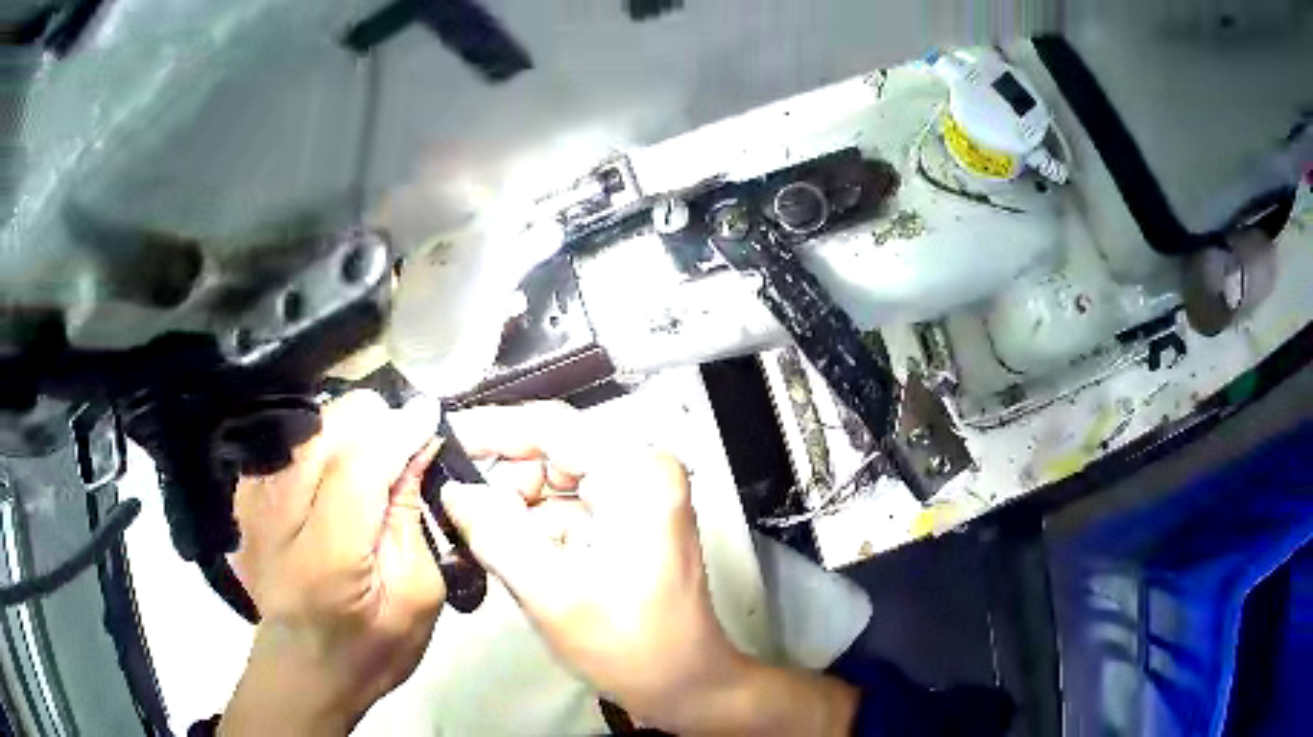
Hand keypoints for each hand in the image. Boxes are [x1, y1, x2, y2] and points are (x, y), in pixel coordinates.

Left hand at [220, 391, 446, 734]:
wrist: (304, 667)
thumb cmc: (372, 645)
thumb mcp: (416, 594)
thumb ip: (412, 516)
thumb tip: (418, 446)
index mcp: (328, 553)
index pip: (361, 463)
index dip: (398, 430)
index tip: (430, 411)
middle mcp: (278, 514)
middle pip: (328, 426)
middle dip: (373, 422)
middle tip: (401, 444)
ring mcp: (253, 499)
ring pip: (306, 422)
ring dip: (346, 430)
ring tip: (371, 456)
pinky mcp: (244, 495)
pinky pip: (287, 440)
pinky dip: (318, 443)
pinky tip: (334, 471)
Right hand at [443, 402, 857, 734]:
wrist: (686, 685)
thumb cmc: (629, 646)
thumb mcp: (552, 593)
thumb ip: (495, 534)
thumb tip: (453, 490)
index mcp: (637, 474)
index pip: (550, 426)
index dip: (489, 429)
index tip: (442, 440)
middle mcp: (643, 470)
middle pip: (551, 453)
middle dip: (502, 484)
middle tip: (458, 515)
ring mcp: (639, 495)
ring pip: (554, 482)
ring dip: (515, 511)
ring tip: (483, 544)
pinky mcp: (630, 519)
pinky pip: (567, 507)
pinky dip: (535, 528)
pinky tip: (515, 557)